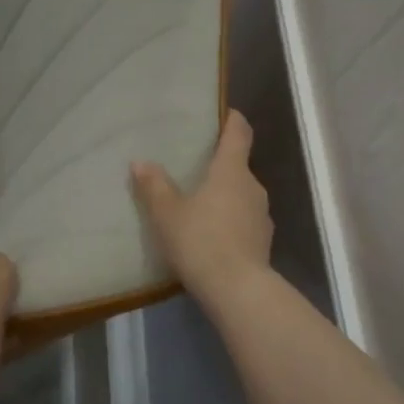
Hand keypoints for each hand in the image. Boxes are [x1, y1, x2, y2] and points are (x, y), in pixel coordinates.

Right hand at [132, 110, 272, 308]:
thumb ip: (154, 186)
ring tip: (199, 206)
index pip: (239, 133)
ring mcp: (262, 216)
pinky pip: (244, 222)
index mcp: (231, 171)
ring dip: (224, 197)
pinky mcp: (263, 242)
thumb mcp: (167, 214)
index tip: (225, 113)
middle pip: (238, 166)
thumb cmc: (200, 241)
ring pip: (242, 196)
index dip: (232, 120)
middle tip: (194, 169)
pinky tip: (211, 237)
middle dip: (219, 165)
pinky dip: (230, 222)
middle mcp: (253, 187)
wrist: (237, 290)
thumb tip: (140, 162)